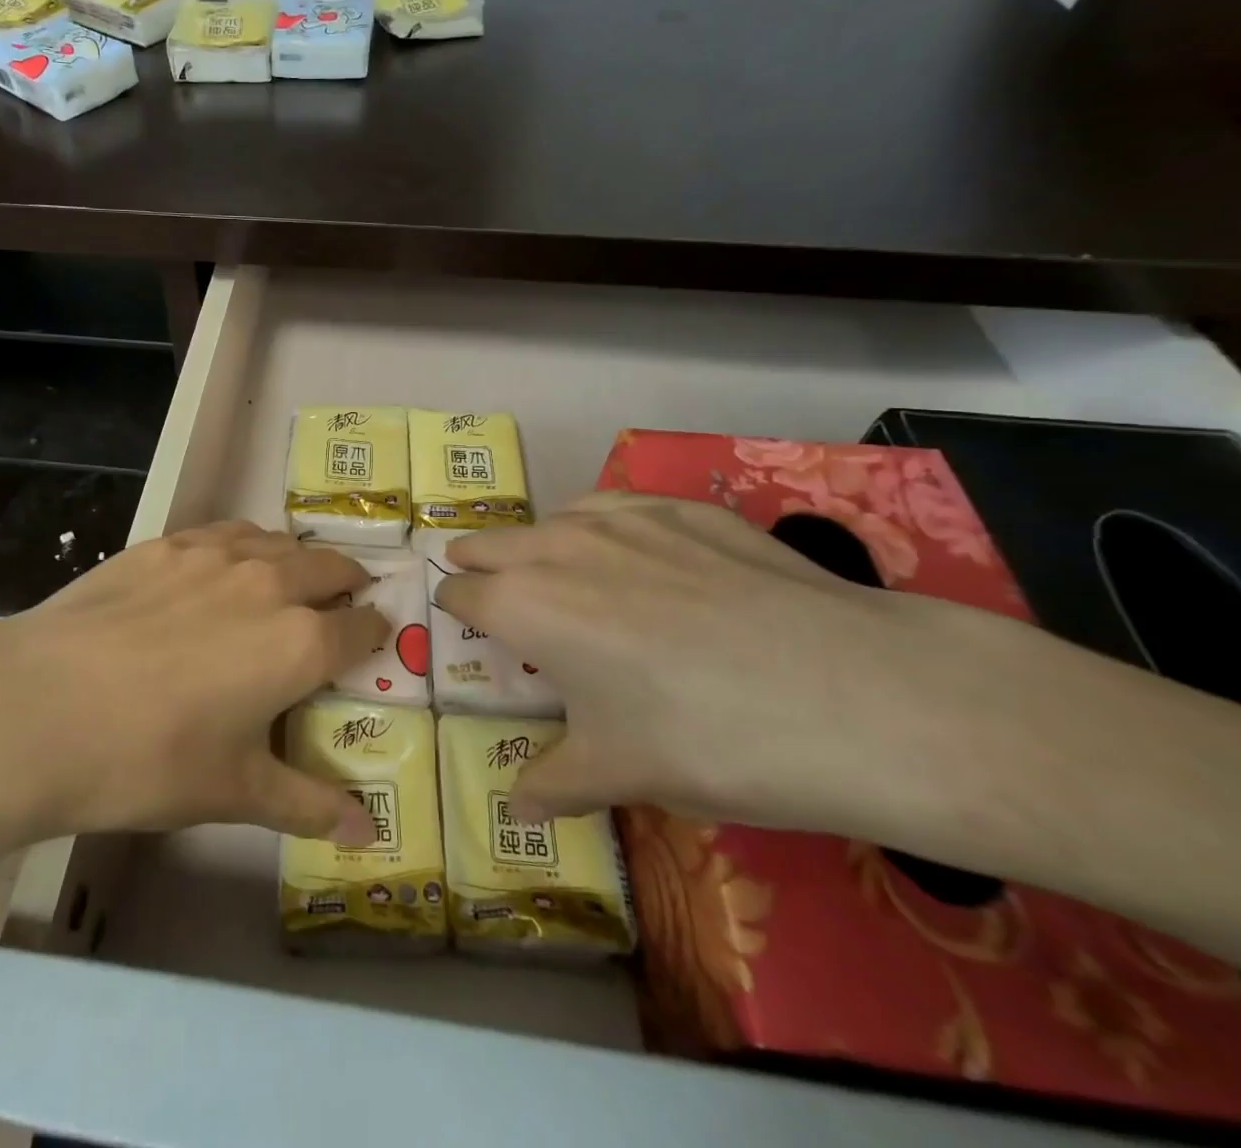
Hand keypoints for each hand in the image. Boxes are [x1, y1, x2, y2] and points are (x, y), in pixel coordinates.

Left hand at [0, 522, 386, 845]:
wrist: (40, 707)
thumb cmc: (147, 759)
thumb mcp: (233, 791)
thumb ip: (307, 804)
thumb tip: (367, 834)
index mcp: (299, 643)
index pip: (362, 626)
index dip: (374, 632)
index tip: (371, 639)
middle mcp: (270, 584)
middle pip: (332, 567)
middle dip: (346, 585)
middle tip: (337, 607)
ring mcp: (216, 554)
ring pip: (281, 542)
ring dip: (297, 560)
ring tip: (286, 584)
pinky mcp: (167, 542)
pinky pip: (228, 533)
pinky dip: (246, 545)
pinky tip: (223, 569)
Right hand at [433, 492, 998, 835]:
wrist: (855, 695)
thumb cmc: (708, 740)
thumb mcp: (619, 774)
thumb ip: (553, 783)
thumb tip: (517, 807)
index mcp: (524, 605)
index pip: (461, 592)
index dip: (456, 610)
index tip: (465, 627)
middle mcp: (560, 548)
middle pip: (491, 542)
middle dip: (480, 564)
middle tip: (489, 589)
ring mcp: (626, 518)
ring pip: (553, 517)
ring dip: (540, 543)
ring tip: (559, 571)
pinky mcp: (686, 509)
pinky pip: (618, 505)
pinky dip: (603, 525)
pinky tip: (633, 550)